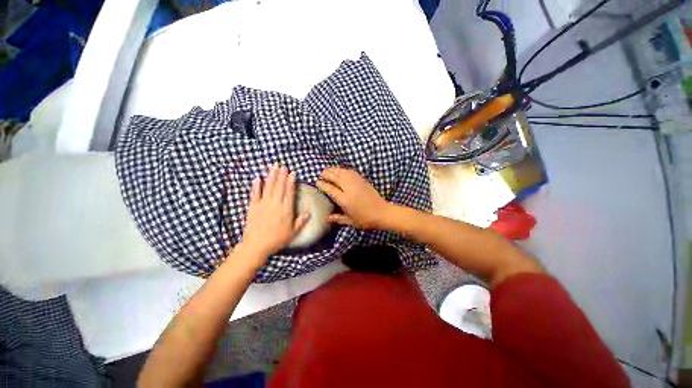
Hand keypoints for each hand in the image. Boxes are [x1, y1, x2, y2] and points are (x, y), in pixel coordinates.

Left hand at [238, 163, 310, 263]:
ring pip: (268, 187)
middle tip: (282, 165)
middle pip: (279, 186)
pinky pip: (254, 194)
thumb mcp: (293, 232)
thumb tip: (309, 213)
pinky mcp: (253, 207)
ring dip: (271, 176)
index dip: (291, 181)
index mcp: (286, 209)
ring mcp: (263, 204)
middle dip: (281, 174)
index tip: (292, 173)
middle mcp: (275, 204)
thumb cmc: (277, 239)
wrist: (257, 245)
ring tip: (273, 167)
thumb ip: (301, 221)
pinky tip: (257, 178)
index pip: (289, 192)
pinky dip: (256, 185)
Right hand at [317, 167, 391, 229]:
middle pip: (335, 177)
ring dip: (334, 170)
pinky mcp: (363, 180)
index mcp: (345, 200)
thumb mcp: (350, 221)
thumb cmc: (365, 220)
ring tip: (328, 171)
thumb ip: (337, 218)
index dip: (322, 184)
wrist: (382, 213)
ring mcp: (357, 183)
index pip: (330, 188)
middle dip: (326, 174)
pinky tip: (341, 171)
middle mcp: (349, 189)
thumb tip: (326, 218)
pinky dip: (343, 170)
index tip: (317, 182)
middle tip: (321, 175)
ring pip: (343, 172)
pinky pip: (351, 171)